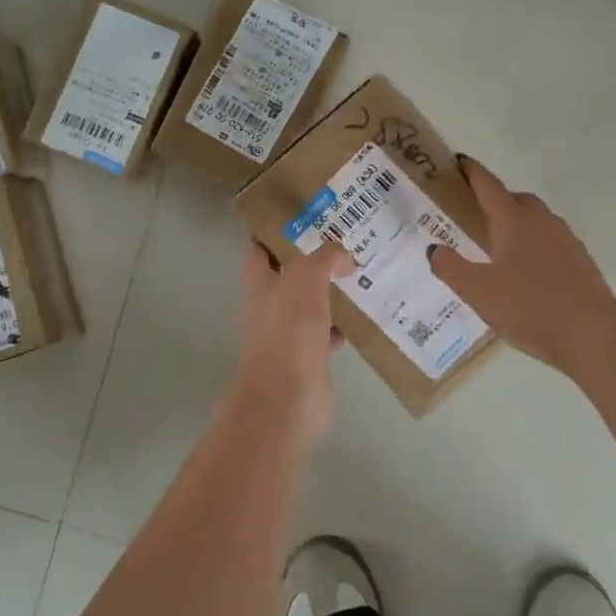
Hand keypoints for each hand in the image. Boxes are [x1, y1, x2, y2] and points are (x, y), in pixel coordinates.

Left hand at [234, 240, 353, 440]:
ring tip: (354, 280)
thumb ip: (325, 258)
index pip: (258, 252)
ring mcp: (284, 338)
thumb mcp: (308, 277)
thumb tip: (343, 257)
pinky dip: (336, 330)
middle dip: (308, 266)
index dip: (271, 235)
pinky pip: (322, 338)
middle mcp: (267, 310)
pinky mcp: (304, 362)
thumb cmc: (290, 328)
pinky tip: (356, 323)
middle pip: (285, 280)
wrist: (289, 395)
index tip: (297, 221)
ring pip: (306, 309)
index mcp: (259, 286)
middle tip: (338, 249)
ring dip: (325, 298)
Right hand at [427, 157, 615, 383]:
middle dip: (497, 199)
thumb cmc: (530, 308)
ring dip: (519, 222)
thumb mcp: (478, 292)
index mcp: (513, 221)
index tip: (460, 161)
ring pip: (538, 219)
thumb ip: (451, 268)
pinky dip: (537, 244)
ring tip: (502, 244)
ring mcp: (566, 240)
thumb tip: (434, 248)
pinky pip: (552, 241)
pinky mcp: (582, 261)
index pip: (489, 186)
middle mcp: (542, 222)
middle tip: (478, 212)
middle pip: (517, 199)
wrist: (594, 335)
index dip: (472, 172)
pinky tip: (530, 271)